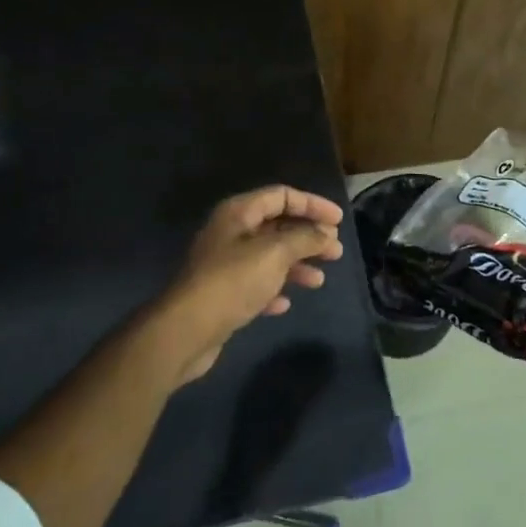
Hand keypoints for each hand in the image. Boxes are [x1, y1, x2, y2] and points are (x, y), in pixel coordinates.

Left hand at [158, 186, 345, 383]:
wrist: (186, 330)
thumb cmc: (233, 281)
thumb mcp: (275, 253)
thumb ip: (305, 239)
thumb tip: (326, 234)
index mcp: (239, 213)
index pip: (282, 196)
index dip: (312, 204)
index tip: (339, 221)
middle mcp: (231, 233)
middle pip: (277, 226)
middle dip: (308, 237)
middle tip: (335, 251)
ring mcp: (224, 264)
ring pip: (269, 257)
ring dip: (296, 265)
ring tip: (319, 280)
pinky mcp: (222, 293)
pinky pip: (256, 284)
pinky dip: (274, 289)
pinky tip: (285, 303)